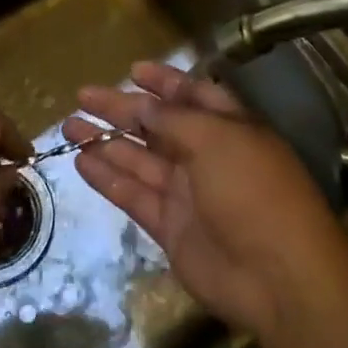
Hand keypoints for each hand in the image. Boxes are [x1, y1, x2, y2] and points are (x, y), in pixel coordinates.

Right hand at [67, 62, 347, 344]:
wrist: (278, 276)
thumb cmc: (253, 190)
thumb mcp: (217, 139)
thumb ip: (174, 120)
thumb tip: (142, 104)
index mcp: (229, 127)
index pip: (192, 96)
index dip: (164, 82)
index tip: (132, 70)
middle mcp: (206, 155)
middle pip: (157, 126)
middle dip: (122, 109)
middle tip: (83, 96)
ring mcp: (187, 193)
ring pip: (139, 159)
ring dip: (106, 141)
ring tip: (69, 126)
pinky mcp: (170, 227)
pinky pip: (134, 195)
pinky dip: (108, 178)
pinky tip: (81, 161)